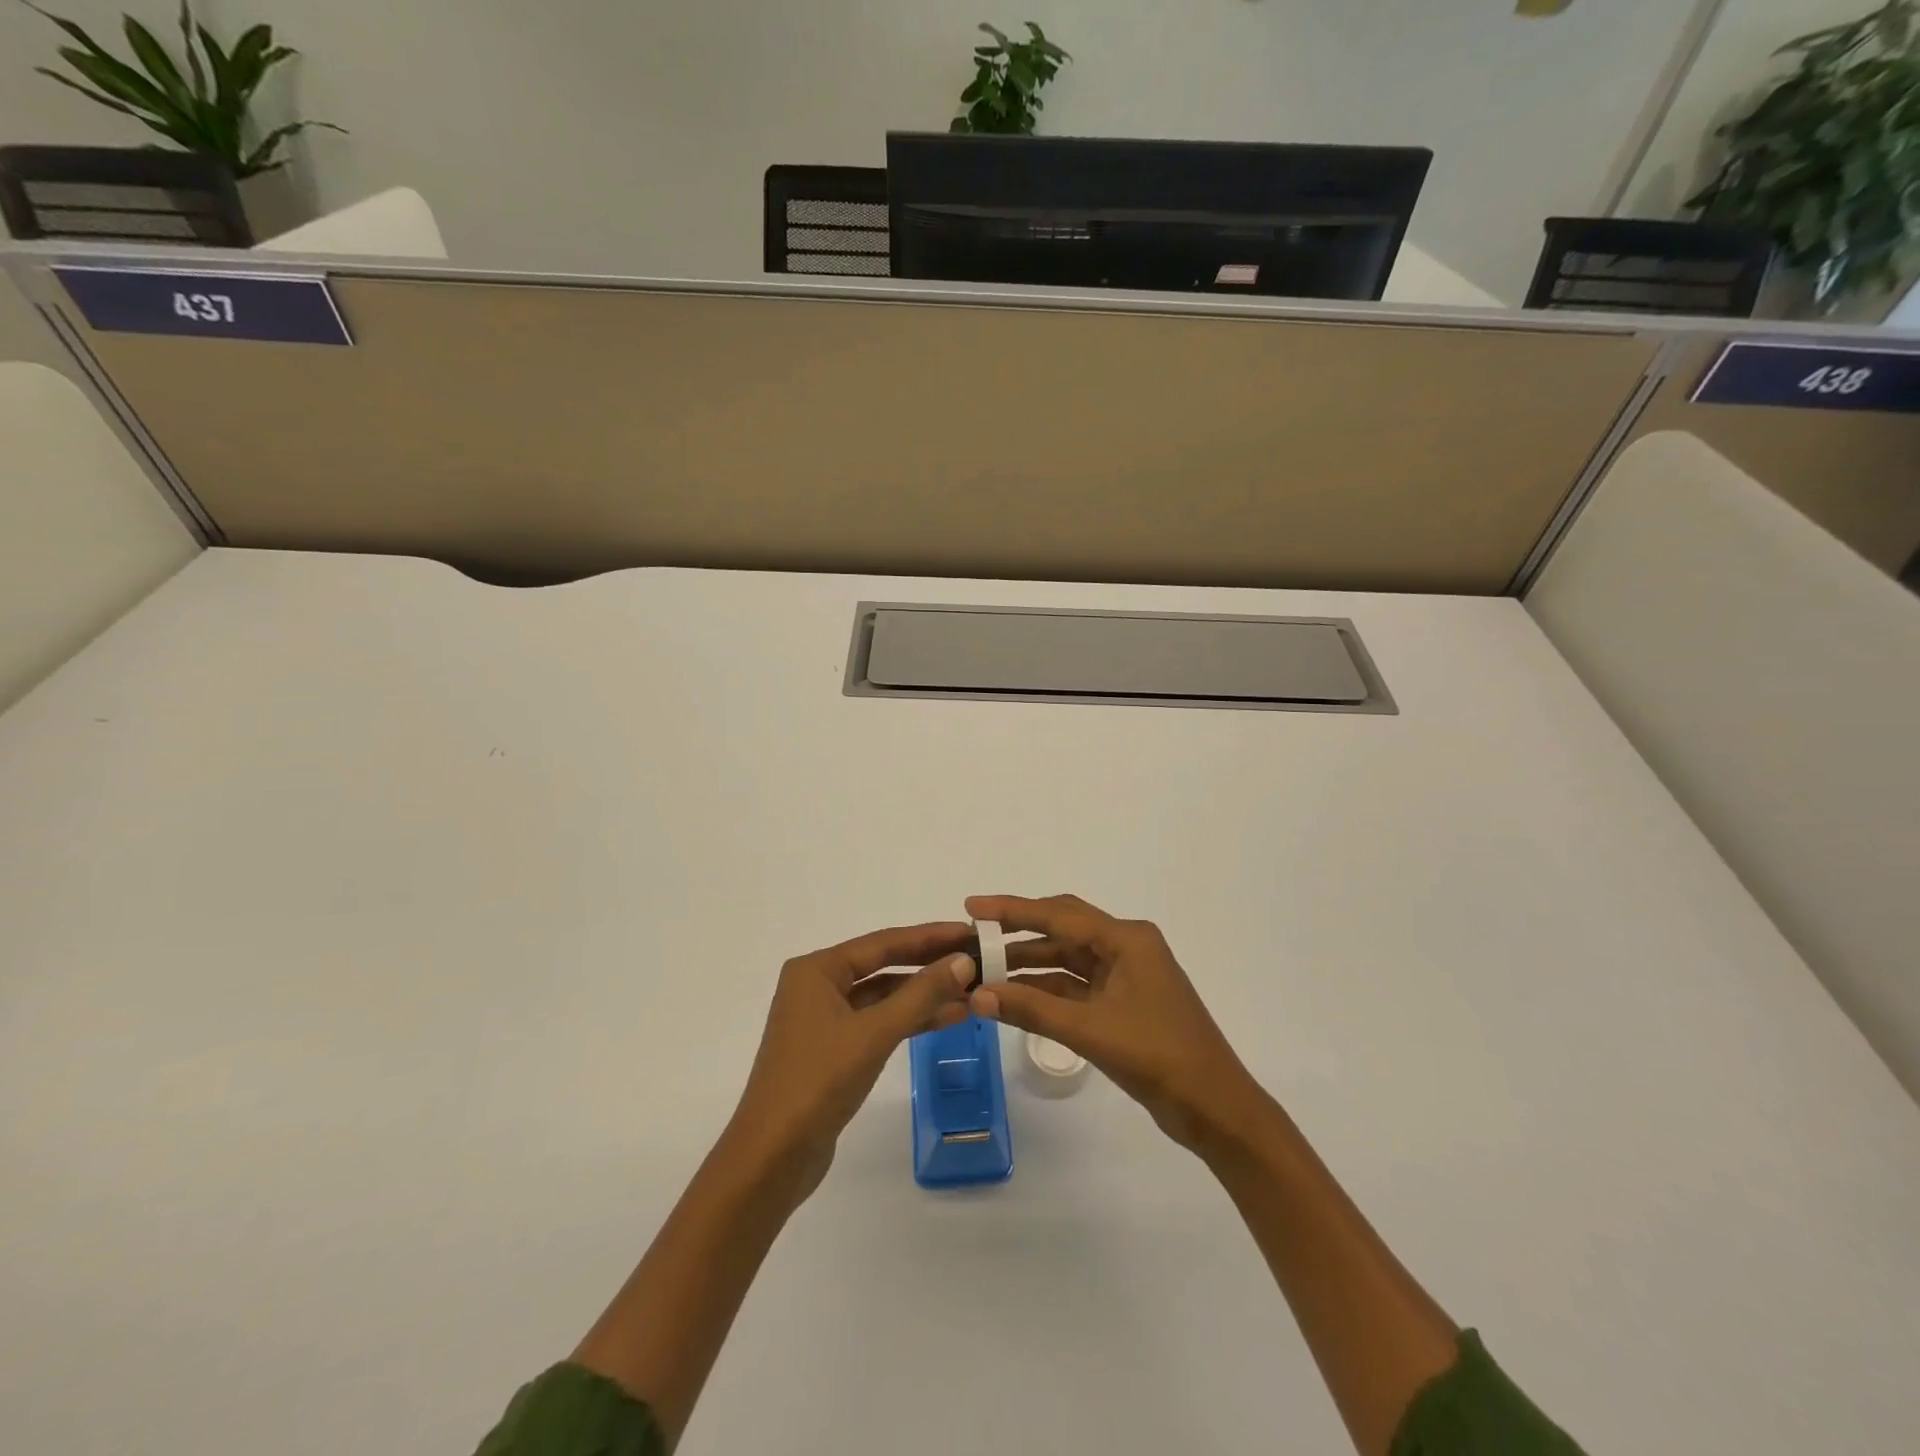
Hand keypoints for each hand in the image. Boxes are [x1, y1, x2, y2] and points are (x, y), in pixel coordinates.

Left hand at [723, 922, 976, 1202]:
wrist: (772, 1158)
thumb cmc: (818, 1082)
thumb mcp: (874, 1033)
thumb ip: (921, 995)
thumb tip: (964, 961)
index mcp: (817, 970)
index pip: (883, 942)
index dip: (930, 937)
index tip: (970, 932)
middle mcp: (818, 986)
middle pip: (884, 965)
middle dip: (930, 964)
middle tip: (977, 958)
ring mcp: (825, 1019)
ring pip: (884, 996)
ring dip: (925, 995)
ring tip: (974, 992)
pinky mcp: (834, 1049)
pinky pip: (879, 1022)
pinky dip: (910, 1020)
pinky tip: (948, 1019)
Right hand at [966, 894, 1264, 1152]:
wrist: (1215, 1108)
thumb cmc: (1158, 1057)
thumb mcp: (1090, 1031)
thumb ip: (1032, 1009)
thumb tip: (977, 995)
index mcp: (1127, 939)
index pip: (1059, 914)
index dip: (1012, 910)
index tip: (972, 906)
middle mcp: (1127, 947)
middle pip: (1063, 928)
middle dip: (1018, 932)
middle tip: (974, 935)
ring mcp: (1126, 975)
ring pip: (1068, 959)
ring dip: (1029, 965)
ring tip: (984, 970)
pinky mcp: (1123, 1002)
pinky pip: (1076, 986)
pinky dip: (1046, 991)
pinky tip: (1013, 998)